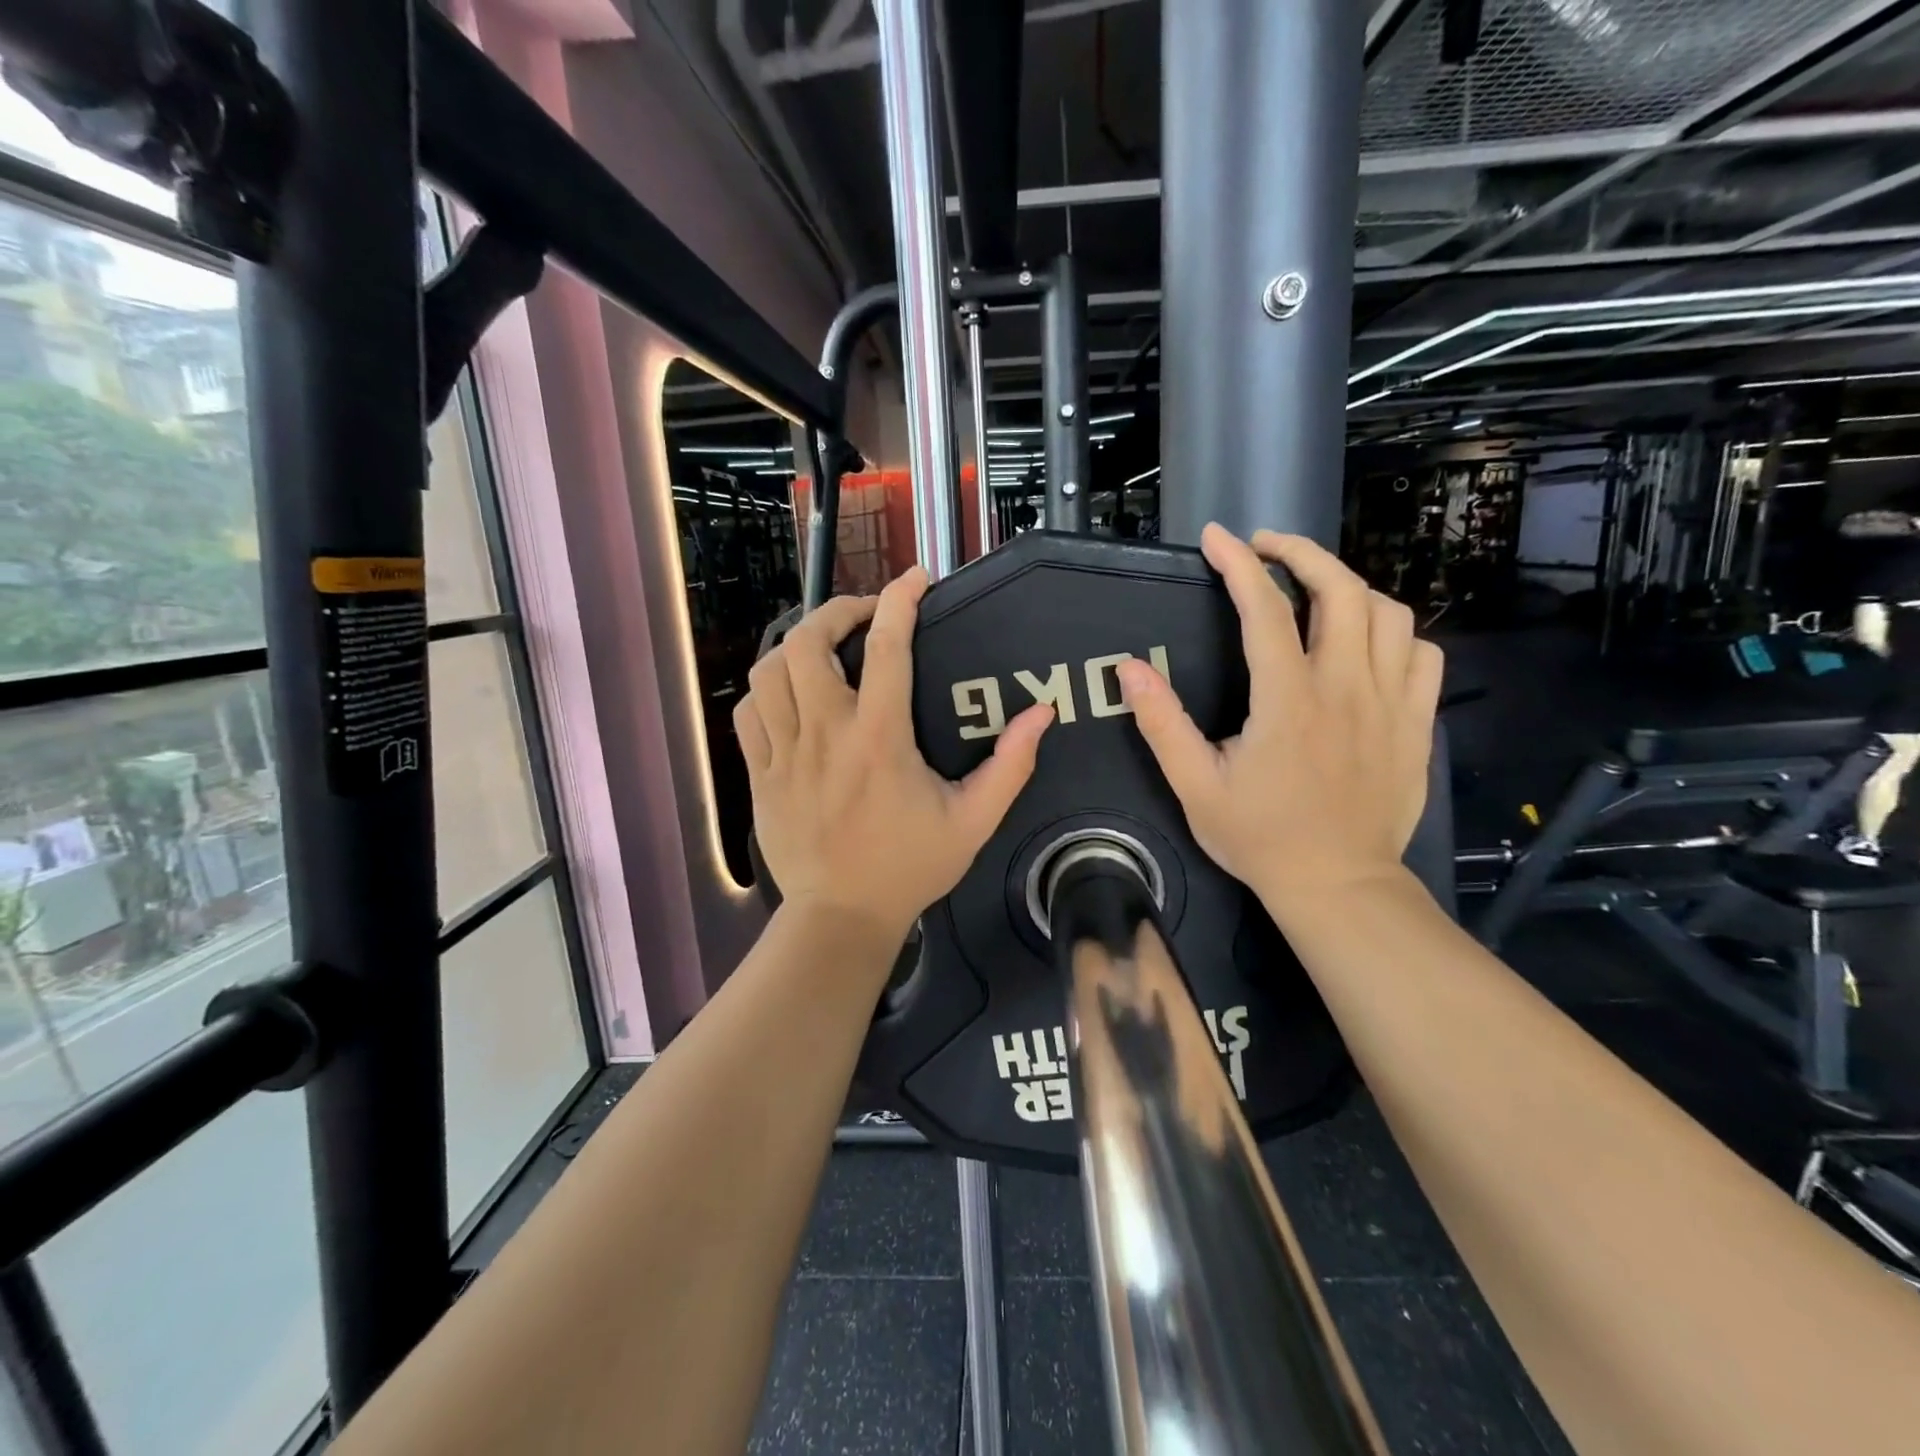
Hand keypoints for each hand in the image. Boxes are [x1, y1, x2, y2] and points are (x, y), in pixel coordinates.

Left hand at [735, 568, 1053, 945]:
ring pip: (770, 670)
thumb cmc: (910, 867)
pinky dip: (767, 689)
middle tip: (864, 618)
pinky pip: (749, 711)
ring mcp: (785, 752)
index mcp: (879, 738)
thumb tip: (1041, 713)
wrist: (841, 917)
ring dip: (797, 645)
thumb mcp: (974, 821)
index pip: (886, 647)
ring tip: (825, 649)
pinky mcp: (760, 773)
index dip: (900, 600)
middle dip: (837, 612)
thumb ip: (1010, 766)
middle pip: (808, 642)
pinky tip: (791, 695)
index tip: (916, 578)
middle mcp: (826, 733)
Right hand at [1115, 524, 1442, 912]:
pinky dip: (1393, 632)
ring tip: (1313, 590)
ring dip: (1348, 586)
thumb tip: (1131, 668)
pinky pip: (1421, 653)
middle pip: (1341, 590)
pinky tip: (1365, 643)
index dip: (1239, 564)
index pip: (1266, 609)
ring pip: (1388, 613)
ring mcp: (1390, 703)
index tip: (1217, 536)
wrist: (1338, 885)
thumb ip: (1162, 724)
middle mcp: (1346, 688)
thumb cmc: (1260, 838)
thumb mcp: (1194, 786)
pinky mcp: (1415, 723)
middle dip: (1302, 553)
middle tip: (1267, 548)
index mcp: (1288, 701)